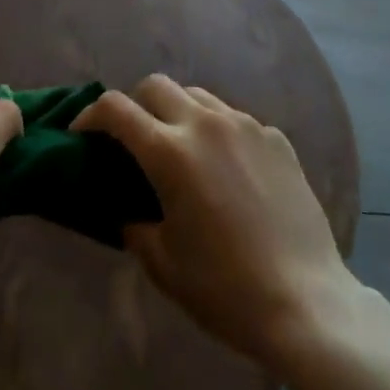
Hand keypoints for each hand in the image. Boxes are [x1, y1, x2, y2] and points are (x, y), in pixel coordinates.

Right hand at [73, 75, 357, 366]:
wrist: (307, 303)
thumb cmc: (225, 289)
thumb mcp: (161, 262)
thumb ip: (133, 222)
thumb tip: (125, 205)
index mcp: (169, 152)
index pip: (115, 108)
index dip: (89, 116)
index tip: (82, 134)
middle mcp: (205, 124)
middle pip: (155, 85)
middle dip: (135, 105)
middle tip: (132, 140)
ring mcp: (245, 126)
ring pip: (197, 95)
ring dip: (176, 112)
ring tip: (180, 149)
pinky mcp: (276, 139)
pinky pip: (234, 119)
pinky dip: (217, 131)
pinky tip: (226, 169)